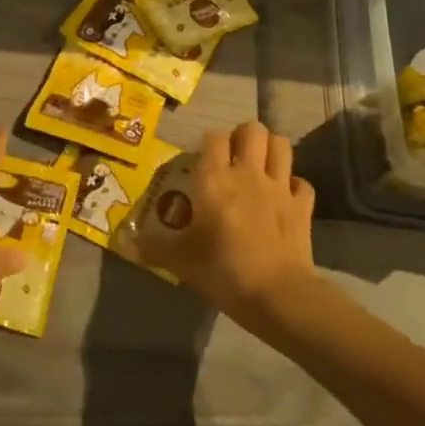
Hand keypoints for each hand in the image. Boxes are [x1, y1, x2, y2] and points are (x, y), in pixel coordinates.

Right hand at [135, 120, 315, 321]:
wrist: (277, 295)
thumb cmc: (223, 270)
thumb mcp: (181, 261)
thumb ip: (152, 248)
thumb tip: (121, 243)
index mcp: (215, 179)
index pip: (213, 138)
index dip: (208, 143)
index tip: (202, 160)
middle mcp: (248, 173)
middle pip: (252, 130)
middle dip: (243, 136)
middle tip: (234, 156)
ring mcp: (280, 187)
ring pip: (281, 145)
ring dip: (271, 149)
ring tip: (260, 165)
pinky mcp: (303, 206)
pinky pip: (302, 183)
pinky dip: (294, 185)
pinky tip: (284, 197)